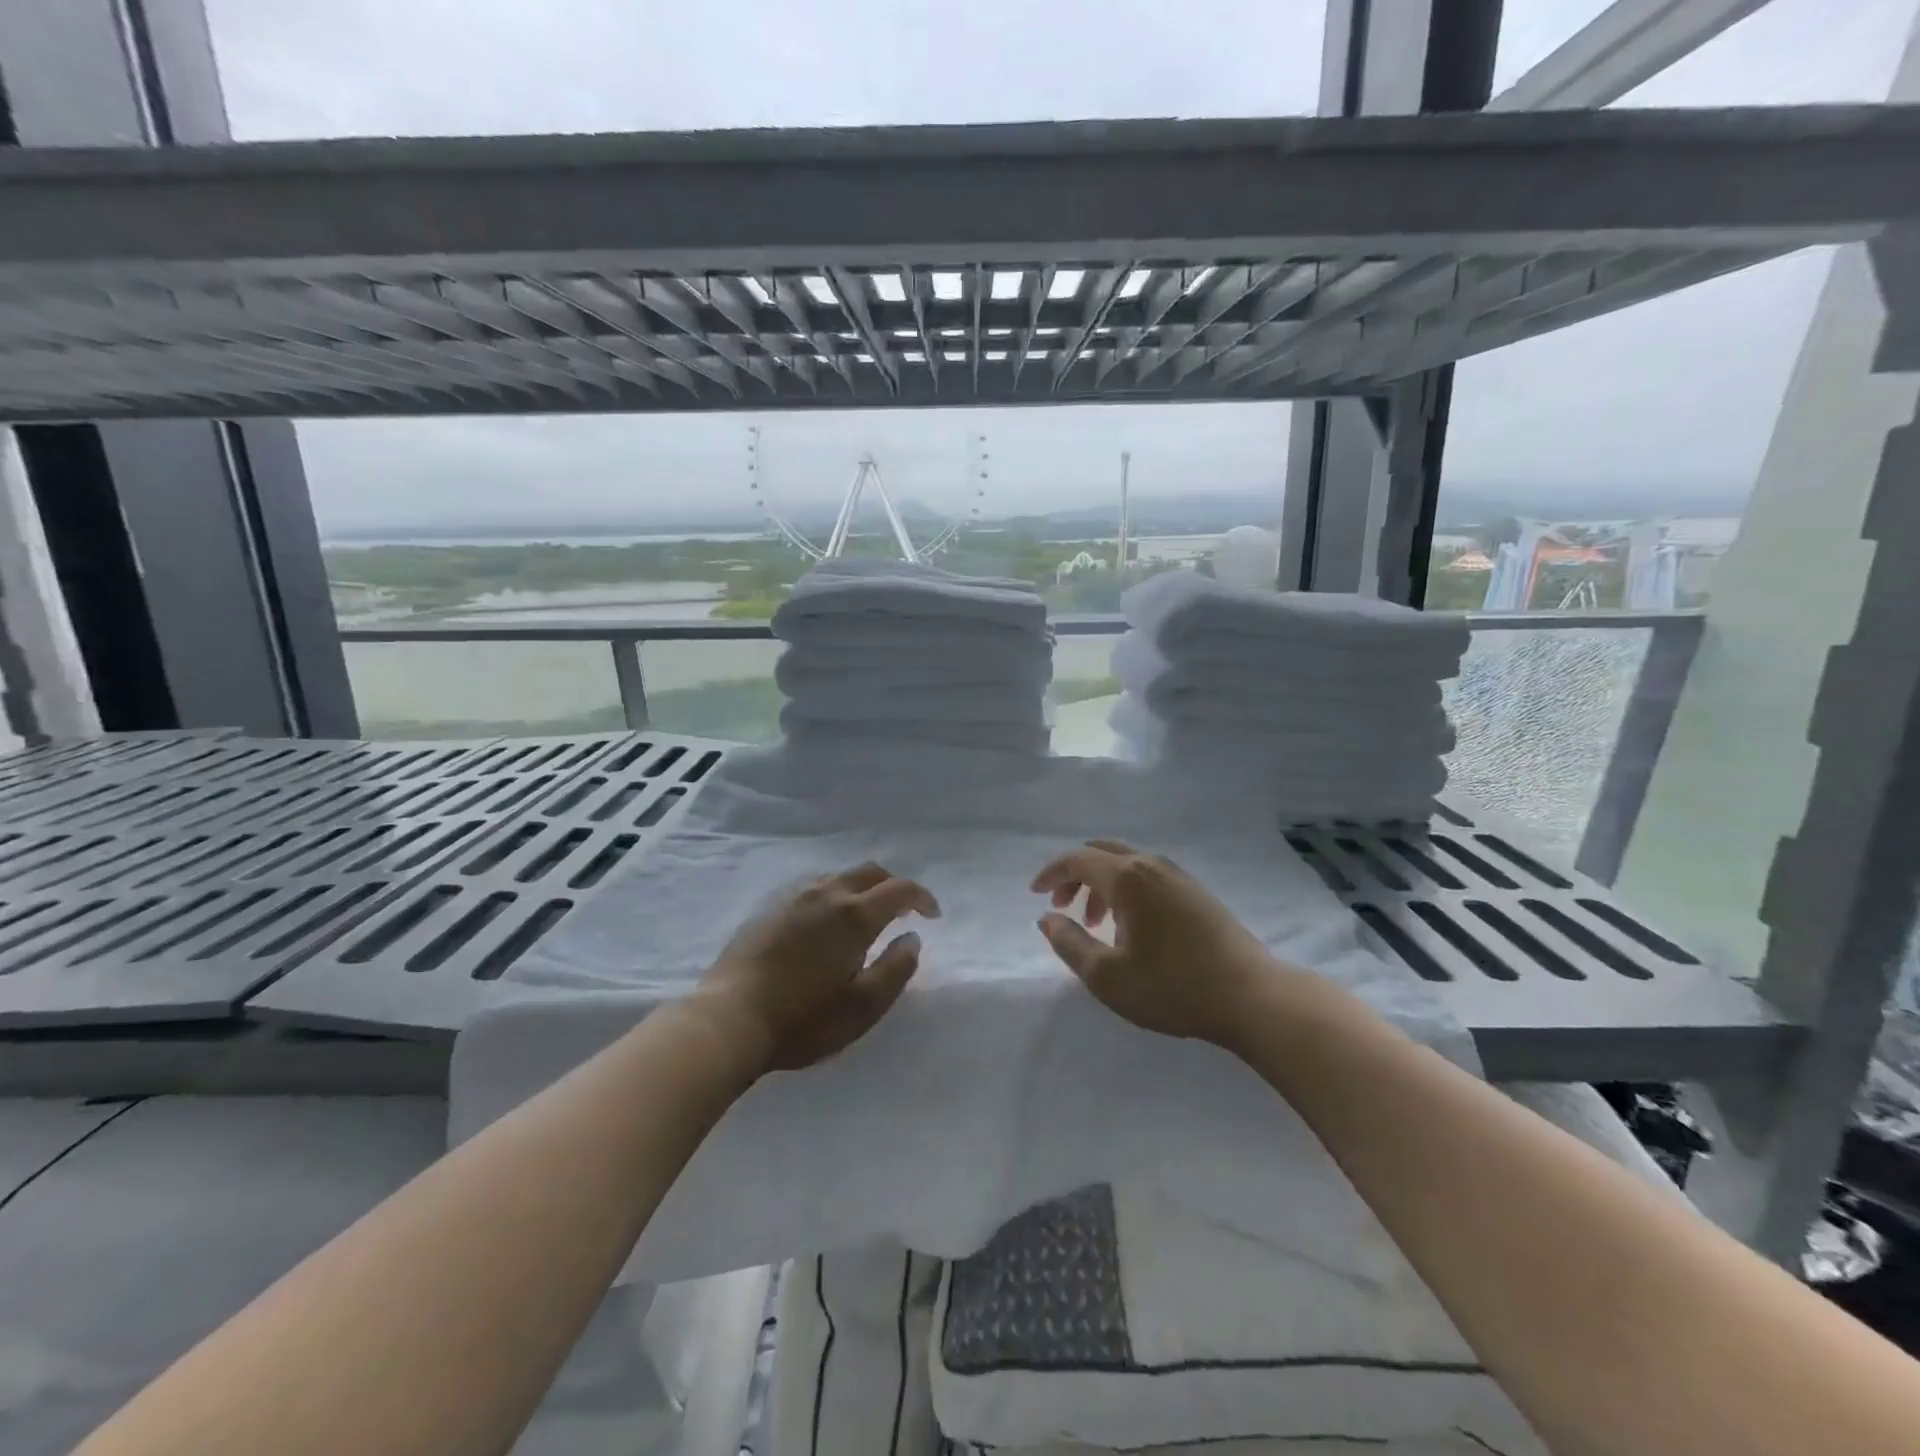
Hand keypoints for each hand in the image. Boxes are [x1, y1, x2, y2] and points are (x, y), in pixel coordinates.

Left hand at [693, 861, 939, 1074]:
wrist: (728, 1019)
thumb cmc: (804, 1019)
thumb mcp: (863, 1006)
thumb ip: (896, 968)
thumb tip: (912, 938)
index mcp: (854, 915)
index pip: (899, 889)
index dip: (921, 897)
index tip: (932, 915)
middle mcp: (826, 894)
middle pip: (869, 872)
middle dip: (893, 885)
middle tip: (902, 910)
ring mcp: (793, 897)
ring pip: (838, 877)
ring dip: (861, 889)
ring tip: (864, 916)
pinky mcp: (768, 909)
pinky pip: (812, 889)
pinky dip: (833, 895)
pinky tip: (824, 923)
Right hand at [1031, 839, 1281, 1046]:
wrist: (1251, 996)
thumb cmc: (1172, 986)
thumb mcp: (1107, 976)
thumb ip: (1069, 943)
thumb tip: (1047, 918)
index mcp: (1127, 878)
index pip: (1077, 859)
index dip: (1051, 873)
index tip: (1035, 894)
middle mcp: (1151, 865)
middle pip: (1102, 852)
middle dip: (1075, 874)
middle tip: (1061, 906)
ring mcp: (1178, 876)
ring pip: (1127, 864)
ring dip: (1101, 884)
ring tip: (1095, 923)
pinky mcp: (1196, 892)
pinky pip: (1147, 875)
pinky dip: (1126, 889)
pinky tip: (1130, 926)